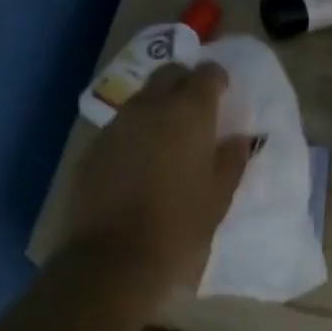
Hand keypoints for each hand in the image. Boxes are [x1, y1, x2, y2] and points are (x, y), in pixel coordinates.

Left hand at [62, 62, 250, 291]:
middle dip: (185, 81)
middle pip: (169, 74)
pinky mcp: (94, 147)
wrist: (114, 256)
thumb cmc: (180, 225)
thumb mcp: (219, 196)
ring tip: (169, 135)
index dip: (217, 78)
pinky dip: (136, 131)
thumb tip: (237, 140)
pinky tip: (141, 160)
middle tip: (197, 106)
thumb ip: (231, 160)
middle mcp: (151, 108)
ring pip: (142, 98)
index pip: (206, 74)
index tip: (224, 91)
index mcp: (189, 114)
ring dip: (159, 106)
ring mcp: (117, 125)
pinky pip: (121, 126)